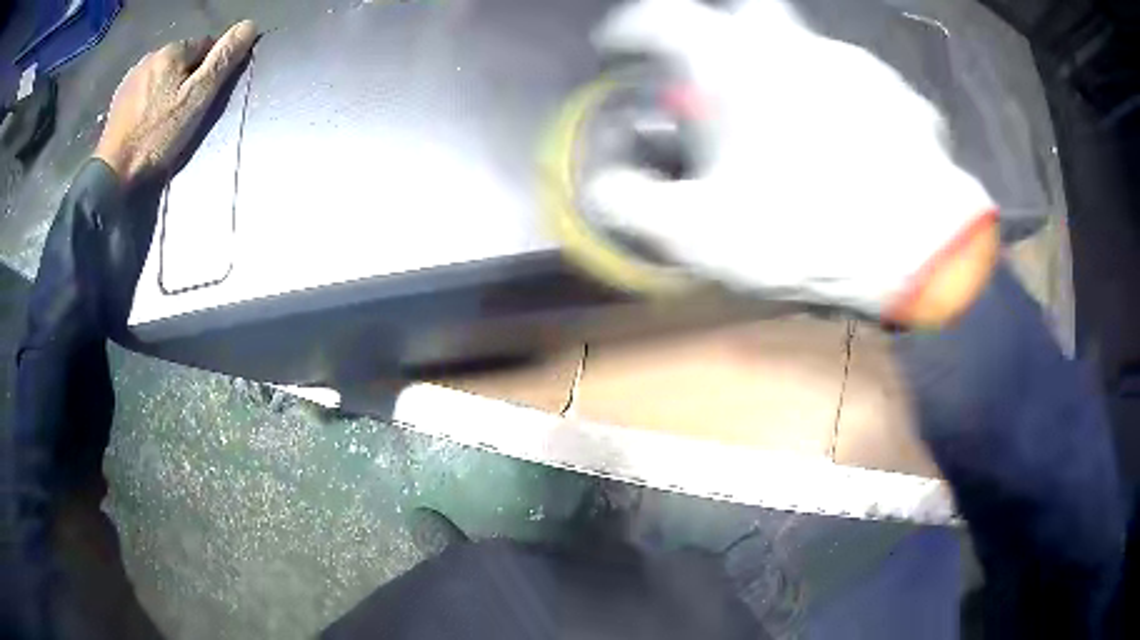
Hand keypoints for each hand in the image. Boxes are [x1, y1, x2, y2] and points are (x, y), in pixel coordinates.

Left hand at [93, 20, 256, 184]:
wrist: (113, 173)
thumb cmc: (157, 136)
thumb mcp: (196, 99)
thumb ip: (222, 60)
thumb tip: (250, 24)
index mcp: (173, 50)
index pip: (205, 45)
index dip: (209, 68)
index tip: (204, 96)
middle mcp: (151, 55)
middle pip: (180, 58)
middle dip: (186, 77)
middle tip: (184, 111)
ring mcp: (131, 76)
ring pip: (160, 73)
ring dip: (166, 87)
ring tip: (164, 118)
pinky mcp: (118, 98)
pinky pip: (142, 88)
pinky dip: (148, 99)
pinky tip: (146, 121)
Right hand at [588, 0, 997, 326]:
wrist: (920, 253)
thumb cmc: (807, 234)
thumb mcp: (701, 235)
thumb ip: (635, 206)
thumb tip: (604, 187)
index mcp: (737, 66)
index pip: (661, 17)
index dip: (630, 27)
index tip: (617, 46)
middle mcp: (794, 46)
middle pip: (748, 6)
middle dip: (723, 27)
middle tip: (719, 68)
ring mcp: (855, 64)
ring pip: (808, 48)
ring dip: (789, 74)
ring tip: (796, 129)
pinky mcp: (898, 94)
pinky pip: (859, 84)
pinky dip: (843, 103)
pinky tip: (852, 146)